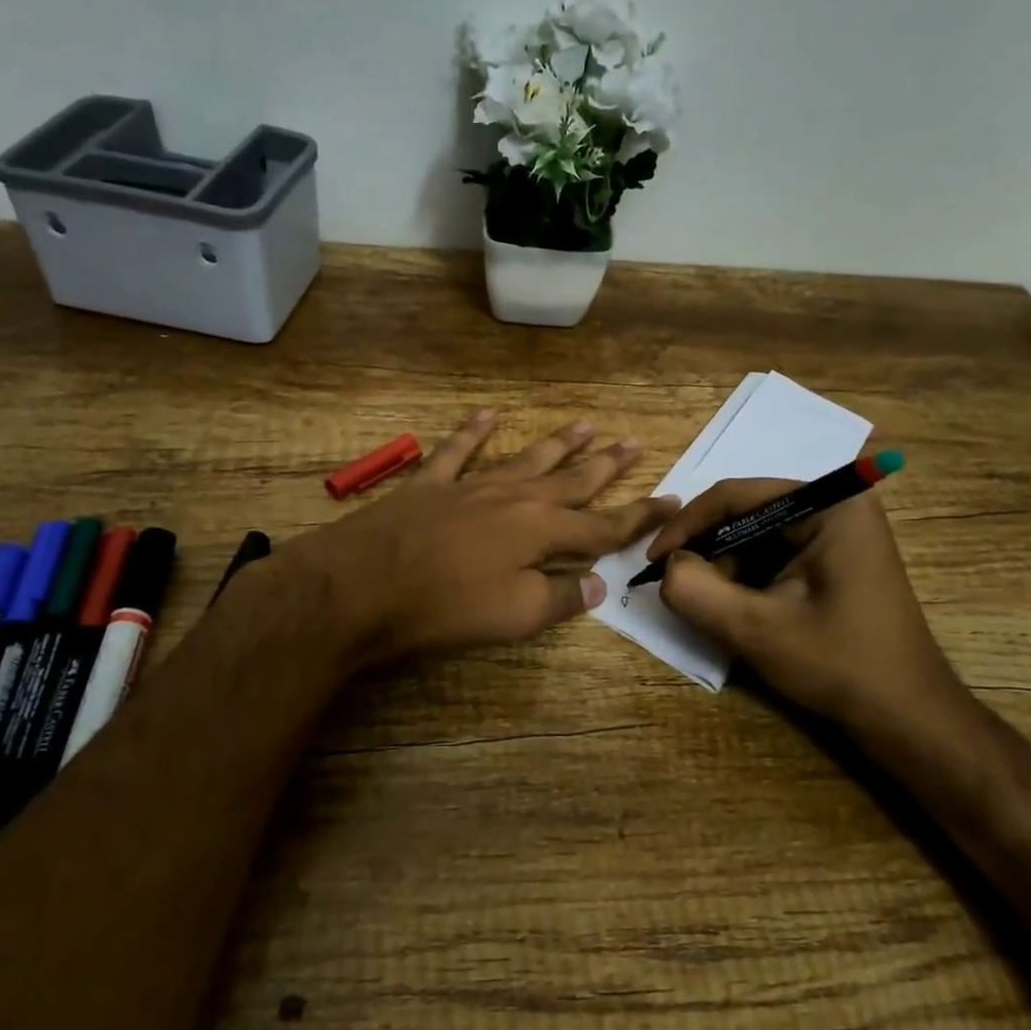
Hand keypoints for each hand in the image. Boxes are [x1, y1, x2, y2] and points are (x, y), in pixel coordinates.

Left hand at [281, 411, 676, 665]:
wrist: (359, 587)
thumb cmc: (444, 607)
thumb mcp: (515, 614)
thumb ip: (560, 596)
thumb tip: (597, 584)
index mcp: (541, 531)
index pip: (604, 523)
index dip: (640, 515)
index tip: (671, 499)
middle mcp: (515, 498)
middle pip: (572, 479)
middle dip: (606, 464)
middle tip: (635, 441)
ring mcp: (471, 485)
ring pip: (526, 458)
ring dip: (557, 443)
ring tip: (586, 423)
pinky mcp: (429, 484)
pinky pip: (458, 450)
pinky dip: (475, 432)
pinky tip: (490, 415)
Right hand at [648, 480, 963, 730]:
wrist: (907, 717)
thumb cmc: (840, 666)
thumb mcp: (757, 630)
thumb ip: (698, 592)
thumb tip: (666, 568)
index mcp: (830, 505)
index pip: (737, 496)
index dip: (686, 525)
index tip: (653, 561)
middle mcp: (838, 505)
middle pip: (747, 512)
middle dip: (708, 549)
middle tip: (679, 587)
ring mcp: (840, 531)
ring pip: (757, 534)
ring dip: (726, 566)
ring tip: (711, 605)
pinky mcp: (837, 557)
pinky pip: (776, 552)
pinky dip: (748, 576)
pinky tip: (739, 608)